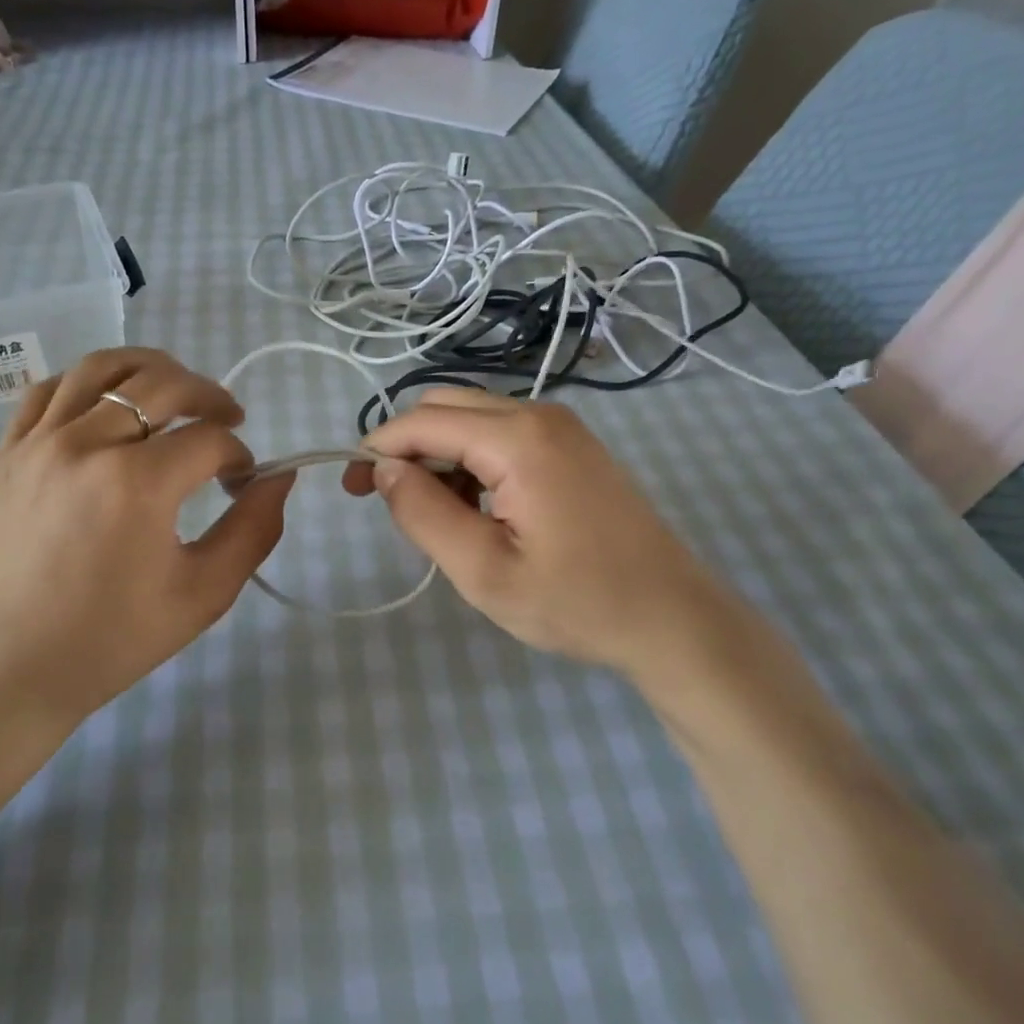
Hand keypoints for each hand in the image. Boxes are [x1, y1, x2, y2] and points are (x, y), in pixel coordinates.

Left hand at [0, 348, 291, 747]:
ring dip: (151, 370)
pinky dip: (88, 382)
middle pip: (163, 384)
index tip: (243, 481)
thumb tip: (280, 477)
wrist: (4, 670)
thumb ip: (253, 530)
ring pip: (102, 368)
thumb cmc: (109, 641)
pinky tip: (107, 404)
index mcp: (138, 483)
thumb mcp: (203, 594)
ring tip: (174, 391)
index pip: (209, 439)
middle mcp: (86, 444)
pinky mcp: (6, 453)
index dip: (240, 454)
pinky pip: (49, 390)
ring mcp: (38, 442)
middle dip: (209, 396)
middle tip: (228, 419)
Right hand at [348, 390, 754, 688]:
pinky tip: (477, 508)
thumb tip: (383, 470)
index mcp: (517, 439)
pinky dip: (471, 460)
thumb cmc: (577, 602)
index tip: (350, 489)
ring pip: (472, 417)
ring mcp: (561, 426)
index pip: (422, 421)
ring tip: (436, 516)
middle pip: (445, 405)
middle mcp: (539, 414)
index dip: (377, 448)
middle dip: (405, 446)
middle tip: (385, 501)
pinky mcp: (572, 445)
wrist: (673, 617)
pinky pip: (502, 433)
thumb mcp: (484, 570)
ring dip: (439, 454)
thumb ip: (424, 513)